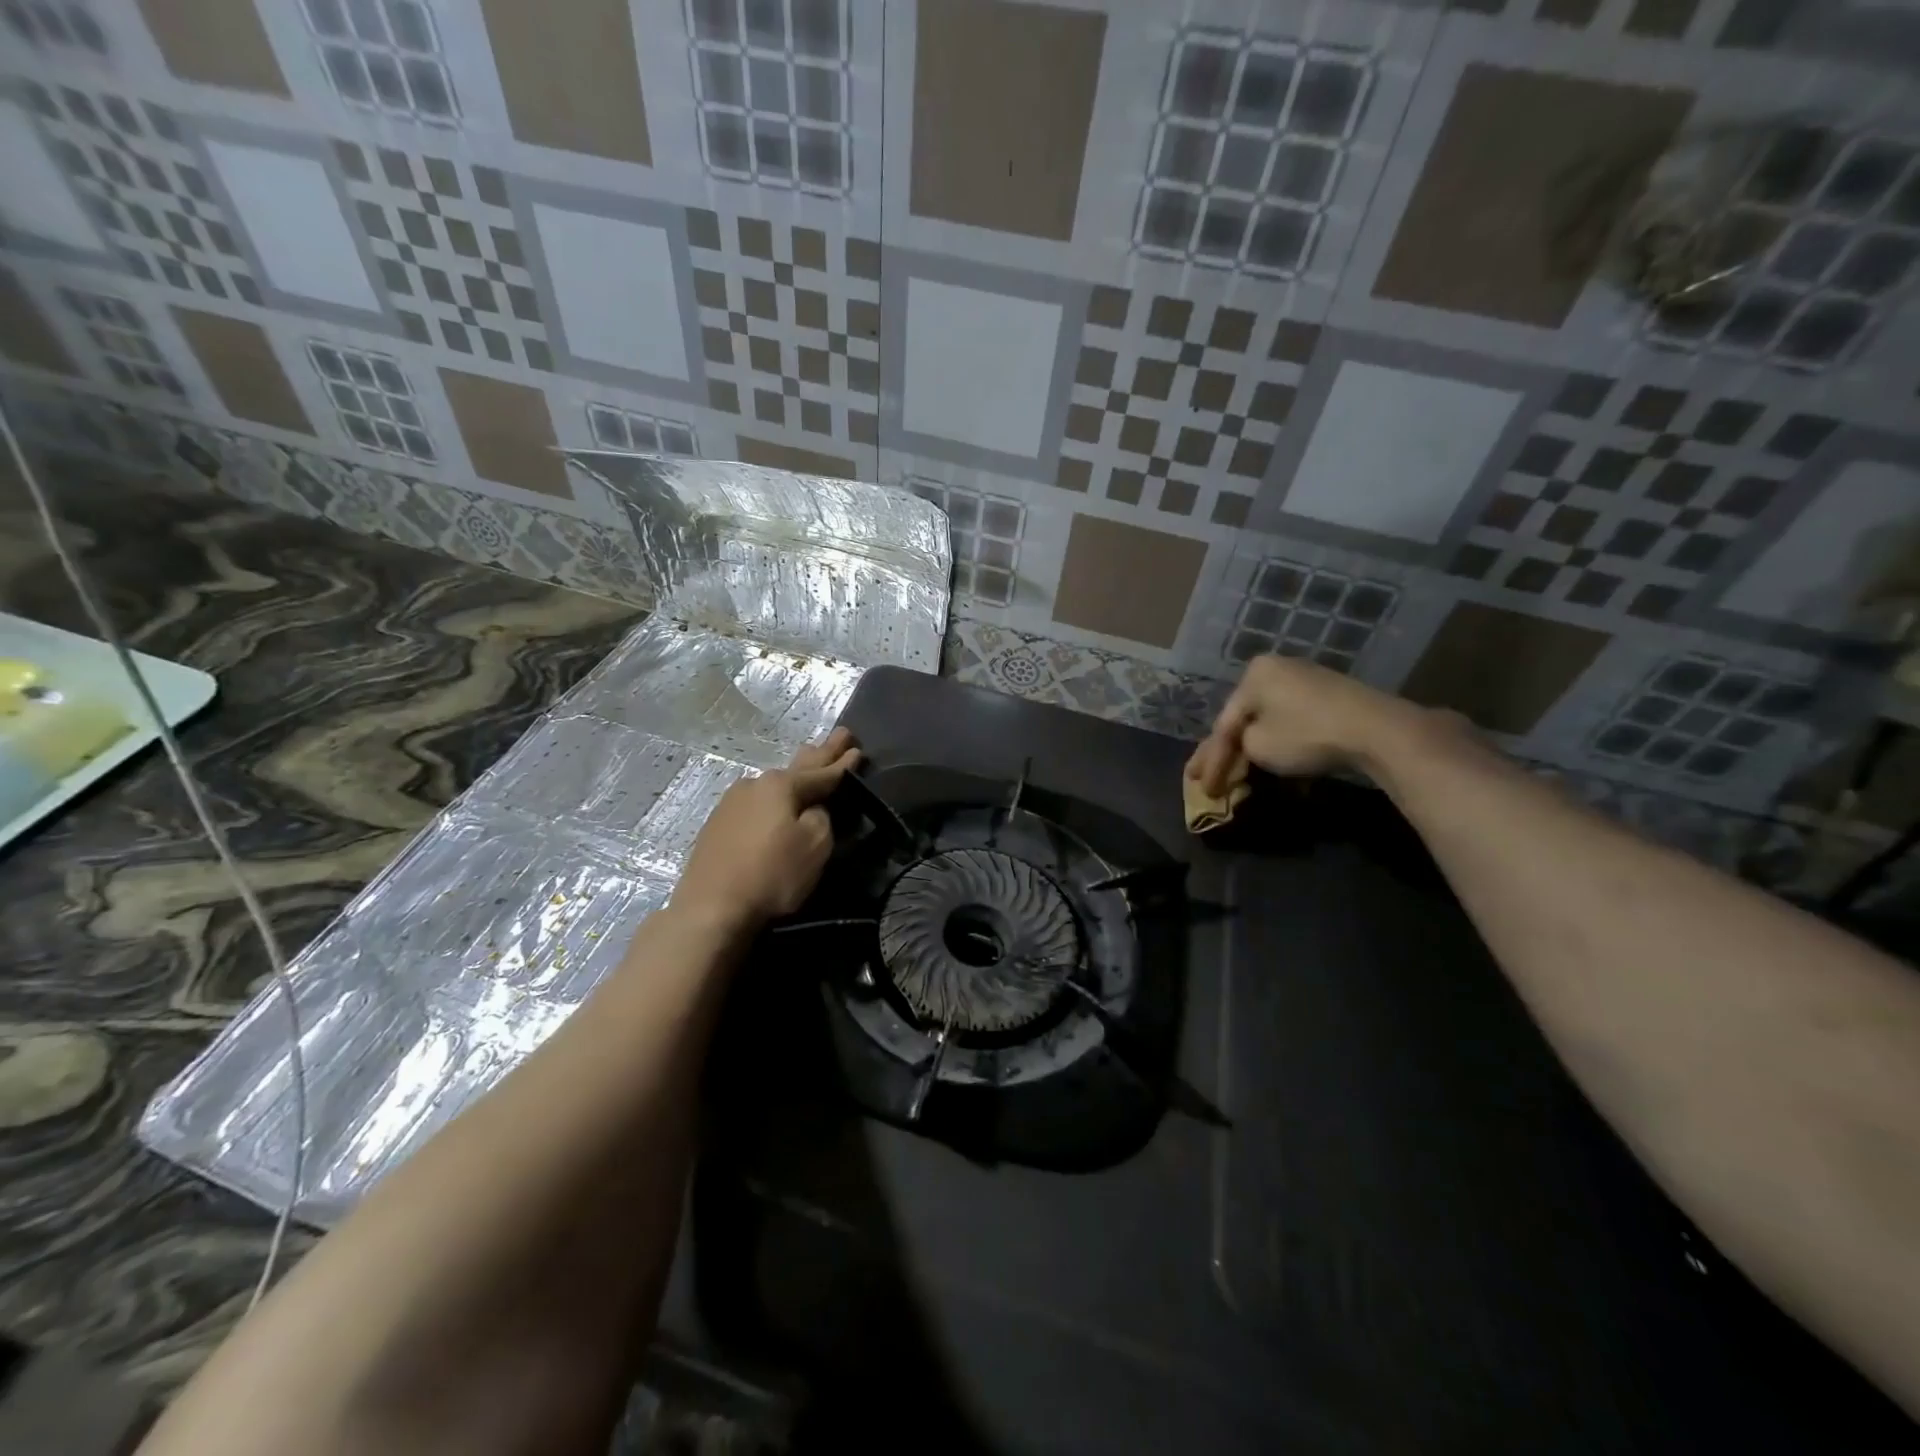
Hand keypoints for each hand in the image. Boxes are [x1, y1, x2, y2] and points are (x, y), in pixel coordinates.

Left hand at [674, 728, 861, 931]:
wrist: (711, 908)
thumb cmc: (772, 874)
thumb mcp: (815, 846)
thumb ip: (821, 819)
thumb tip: (812, 809)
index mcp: (781, 785)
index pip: (822, 772)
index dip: (843, 764)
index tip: (857, 749)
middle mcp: (754, 785)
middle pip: (796, 768)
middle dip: (820, 753)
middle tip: (839, 735)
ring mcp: (731, 804)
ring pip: (773, 784)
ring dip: (794, 773)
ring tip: (809, 758)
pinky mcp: (718, 826)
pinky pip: (756, 803)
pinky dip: (773, 798)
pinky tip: (774, 798)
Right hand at [1186, 656, 1410, 796]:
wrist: (1376, 730)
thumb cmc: (1306, 734)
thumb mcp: (1258, 746)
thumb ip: (1238, 747)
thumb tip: (1243, 748)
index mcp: (1253, 675)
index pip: (1224, 724)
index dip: (1210, 760)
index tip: (1201, 788)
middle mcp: (1276, 669)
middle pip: (1244, 720)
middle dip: (1227, 754)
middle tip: (1206, 780)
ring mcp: (1305, 680)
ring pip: (1268, 722)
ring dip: (1253, 751)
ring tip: (1236, 776)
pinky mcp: (1329, 697)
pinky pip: (1291, 722)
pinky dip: (1279, 744)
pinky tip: (1271, 765)